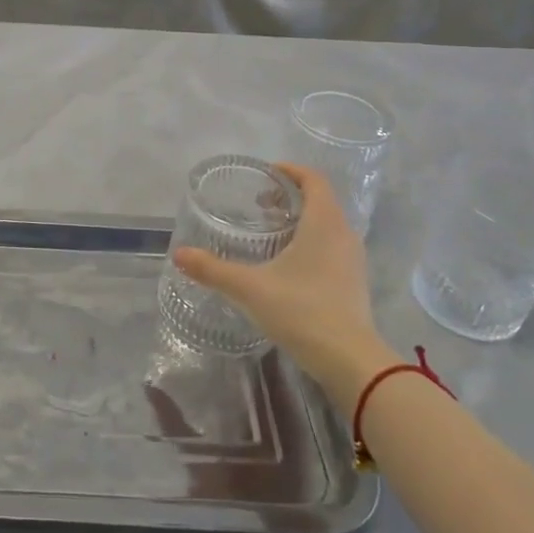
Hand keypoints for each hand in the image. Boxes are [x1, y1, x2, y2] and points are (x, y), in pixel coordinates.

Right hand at [172, 162, 391, 414]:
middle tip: (259, 206)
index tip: (266, 174)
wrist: (350, 361)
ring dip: (302, 221)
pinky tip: (288, 266)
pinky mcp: (354, 283)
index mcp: (323, 223)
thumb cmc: (302, 311)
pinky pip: (333, 247)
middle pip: (321, 201)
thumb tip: (179, 255)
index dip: (290, 171)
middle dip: (290, 197)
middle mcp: (343, 234)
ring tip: (271, 233)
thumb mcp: (250, 288)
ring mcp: (353, 260)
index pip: (313, 180)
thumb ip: (212, 270)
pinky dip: (311, 243)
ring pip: (328, 225)